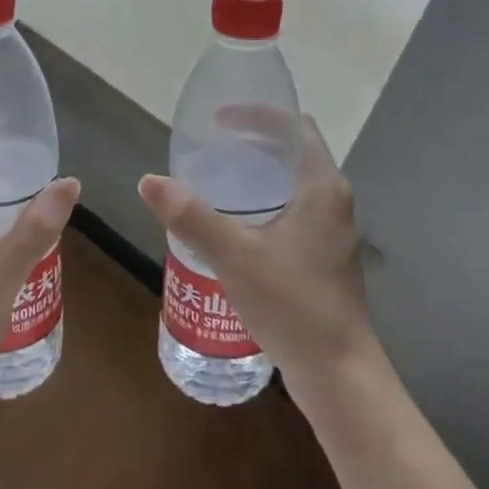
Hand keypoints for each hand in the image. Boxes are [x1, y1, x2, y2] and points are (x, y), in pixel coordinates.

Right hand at [138, 117, 374, 385]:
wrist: (339, 375)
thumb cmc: (293, 304)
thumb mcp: (235, 256)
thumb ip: (191, 216)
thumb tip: (149, 181)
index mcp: (322, 187)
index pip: (293, 126)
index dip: (257, 113)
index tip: (217, 119)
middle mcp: (334, 201)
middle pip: (294, 151)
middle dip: (254, 141)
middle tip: (211, 146)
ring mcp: (333, 231)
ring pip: (294, 183)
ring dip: (260, 173)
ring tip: (217, 179)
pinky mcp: (326, 256)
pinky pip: (295, 210)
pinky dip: (266, 201)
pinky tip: (236, 224)